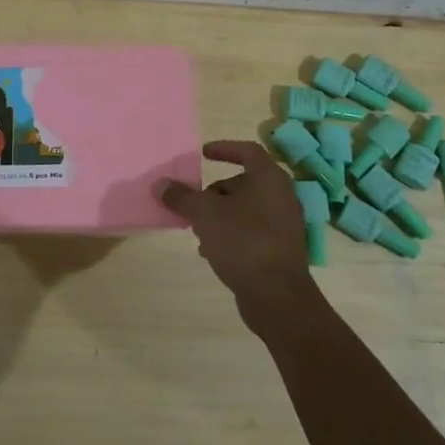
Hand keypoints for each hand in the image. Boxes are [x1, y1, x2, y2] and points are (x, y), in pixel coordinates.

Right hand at [159, 141, 315, 323]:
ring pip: (246, 209)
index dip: (224, 148)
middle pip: (244, 182)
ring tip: (198, 229)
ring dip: (220, 214)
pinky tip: (211, 250)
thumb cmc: (243, 241)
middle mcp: (281, 197)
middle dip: (215, 190)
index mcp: (269, 179)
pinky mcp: (280, 249)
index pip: (248, 151)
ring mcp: (283, 225)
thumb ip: (181, 196)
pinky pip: (251, 230)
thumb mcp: (204, 214)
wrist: (277, 296)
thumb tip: (161, 184)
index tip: (203, 153)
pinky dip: (231, 233)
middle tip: (194, 200)